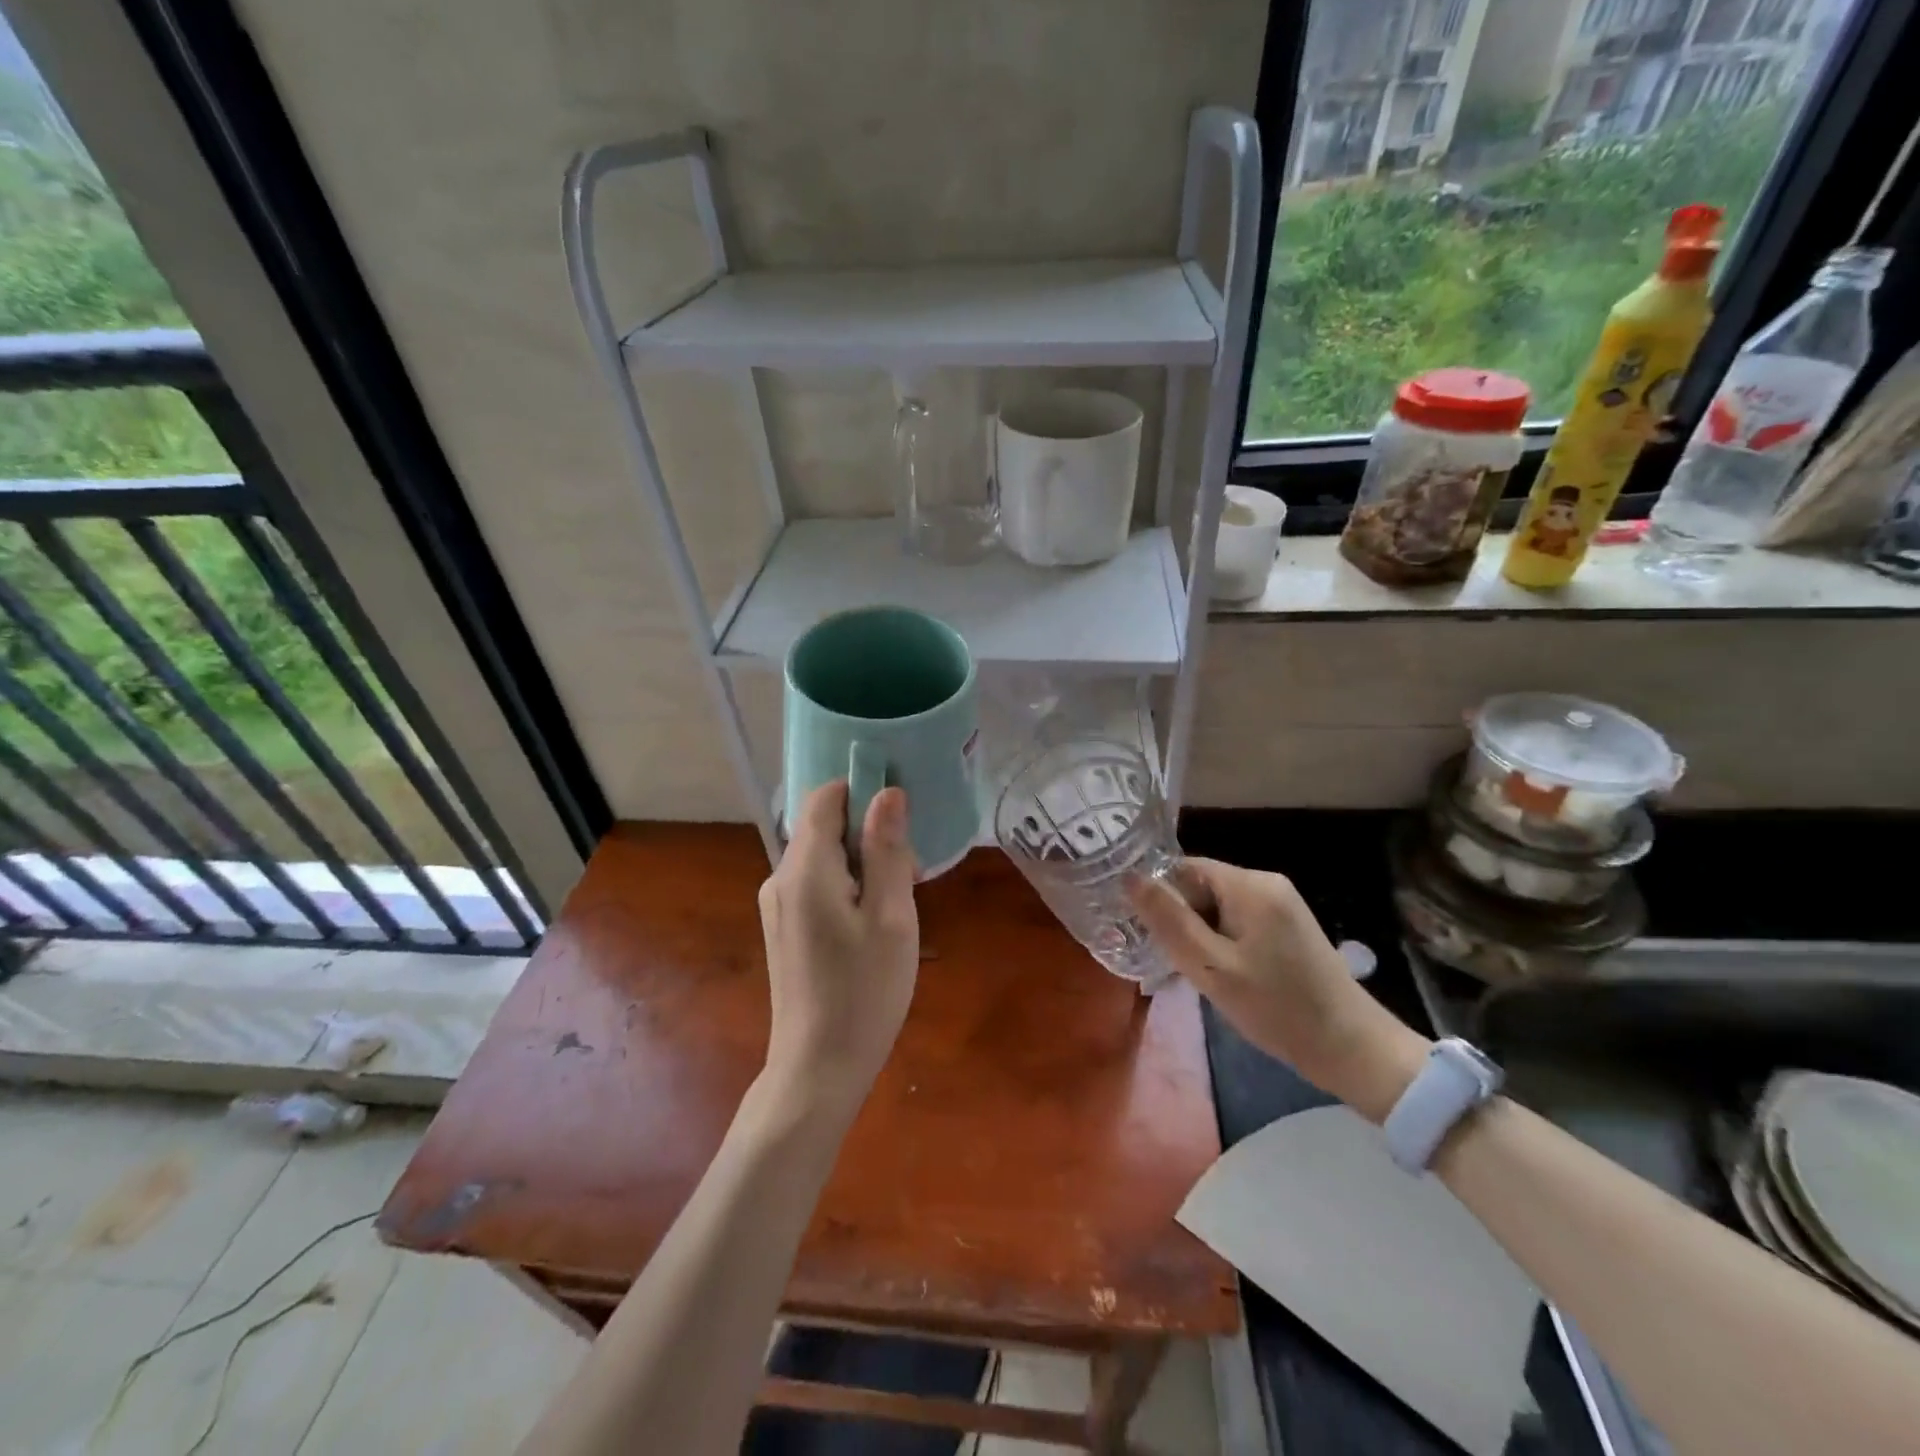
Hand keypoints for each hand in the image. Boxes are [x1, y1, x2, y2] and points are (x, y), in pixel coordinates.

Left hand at [757, 781, 919, 1116]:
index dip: (862, 791)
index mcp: (805, 868)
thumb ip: (887, 849)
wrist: (818, 1069)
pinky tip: (872, 926)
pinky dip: (846, 887)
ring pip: (823, 857)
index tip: (901, 818)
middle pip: (824, 826)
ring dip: (862, 864)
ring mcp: (777, 906)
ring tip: (897, 905)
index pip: (825, 797)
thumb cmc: (864, 991)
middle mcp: (781, 878)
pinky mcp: (783, 929)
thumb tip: (888, 792)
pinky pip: (816, 885)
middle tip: (910, 875)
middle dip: (869, 835)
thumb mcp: (890, 917)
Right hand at [1129, 859, 1427, 1122]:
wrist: (1351, 1049)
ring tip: (1196, 973)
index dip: (1160, 897)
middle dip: (1181, 919)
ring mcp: (1281, 905)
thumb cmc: (1276, 1008)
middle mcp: (1266, 883)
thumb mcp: (1211, 967)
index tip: (1146, 933)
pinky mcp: (1288, 927)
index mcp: (1250, 884)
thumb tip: (1129, 877)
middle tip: (1173, 961)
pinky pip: (1238, 921)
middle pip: (1200, 886)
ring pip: (1217, 907)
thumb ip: (1169, 920)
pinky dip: (1221, 942)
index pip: (1183, 868)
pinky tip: (1223, 975)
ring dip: (1200, 934)